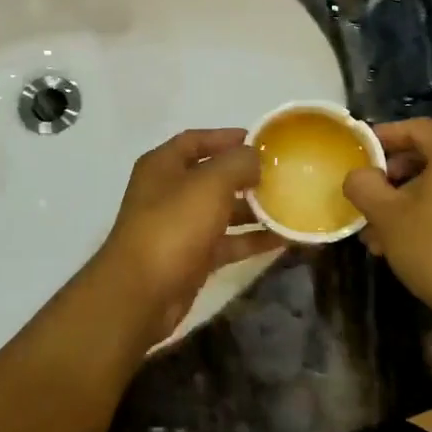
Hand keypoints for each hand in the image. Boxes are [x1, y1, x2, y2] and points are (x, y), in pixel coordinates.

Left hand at [80, 129, 281, 349]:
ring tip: (290, 205)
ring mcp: (179, 227)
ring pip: (221, 211)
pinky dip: (251, 239)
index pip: (195, 140)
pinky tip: (283, 239)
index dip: (226, 137)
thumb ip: (237, 163)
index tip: (261, 141)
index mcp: (163, 166)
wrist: (142, 293)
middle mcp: (168, 192)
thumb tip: (255, 156)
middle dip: (245, 175)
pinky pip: (226, 242)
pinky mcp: (191, 258)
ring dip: (253, 209)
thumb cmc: (173, 225)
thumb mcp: (210, 184)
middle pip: (211, 176)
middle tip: (283, 175)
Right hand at [342, 119, 431, 346]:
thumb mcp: (387, 216)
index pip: (417, 127)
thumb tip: (359, 175)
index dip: (385, 136)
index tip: (361, 150)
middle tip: (376, 182)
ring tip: (383, 222)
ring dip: (416, 190)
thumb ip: (364, 186)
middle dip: (401, 164)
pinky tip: (410, 234)